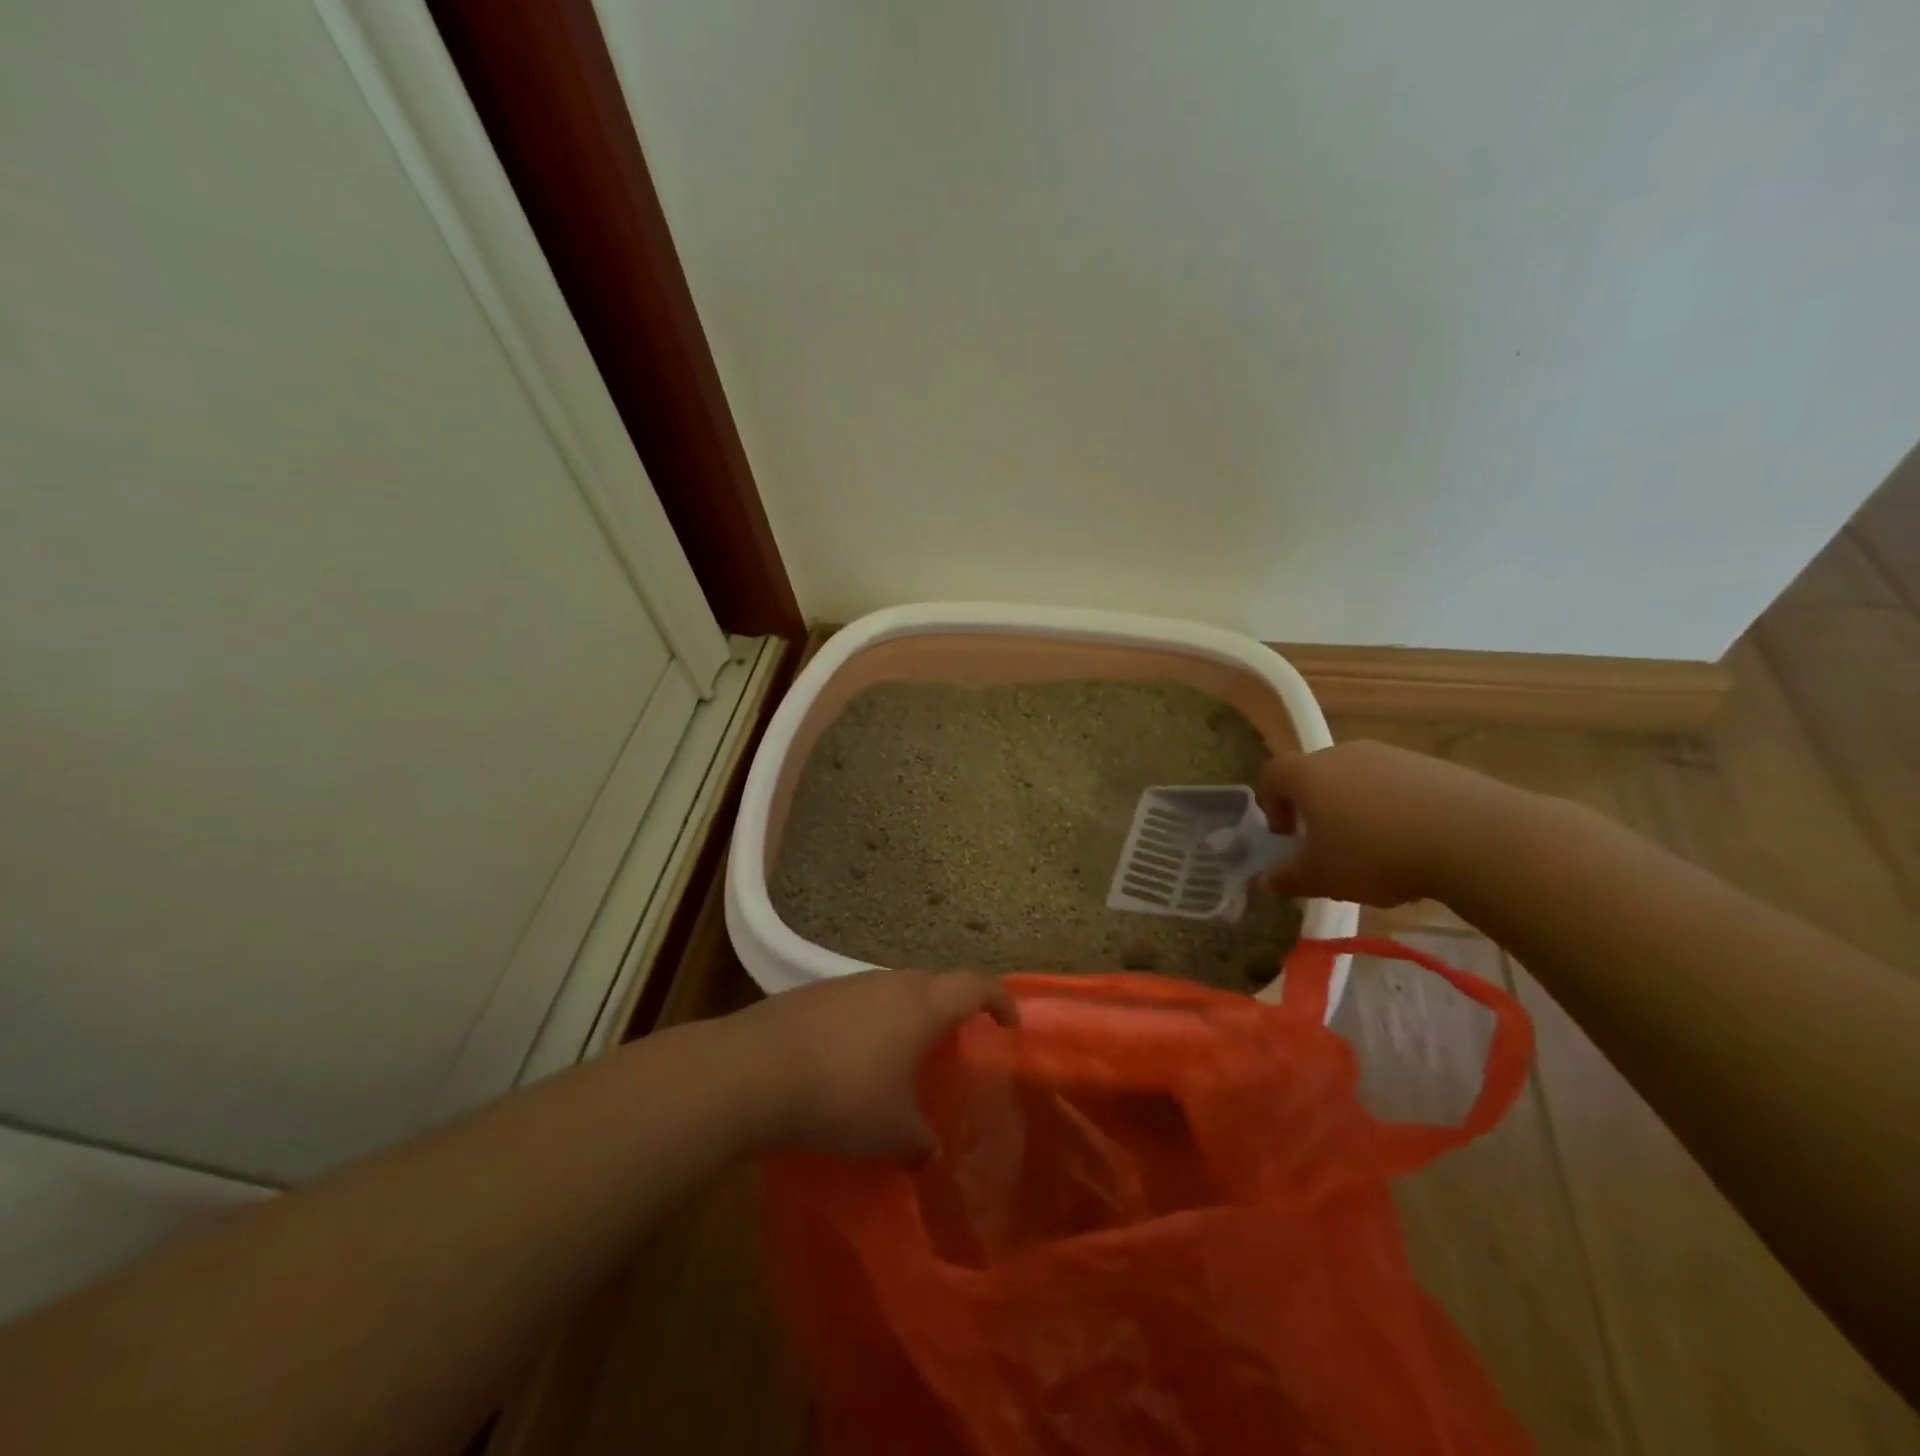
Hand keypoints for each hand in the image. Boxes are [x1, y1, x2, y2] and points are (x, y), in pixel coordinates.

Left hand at [735, 969, 1016, 1160]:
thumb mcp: (891, 1132)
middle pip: (934, 982)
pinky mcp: (813, 994)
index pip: (976, 985)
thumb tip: (928, 1153)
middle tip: (955, 1040)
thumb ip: (919, 1142)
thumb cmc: (842, 1095)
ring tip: (901, 1053)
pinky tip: (851, 1057)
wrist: (755, 1069)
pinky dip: (868, 1022)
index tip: (1010, 1023)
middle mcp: (890, 983)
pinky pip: (858, 1001)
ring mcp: (848, 983)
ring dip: (906, 1014)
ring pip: (893, 990)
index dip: (1000, 1000)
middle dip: (951, 1006)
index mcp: (922, 1005)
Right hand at [1258, 740, 1528, 906]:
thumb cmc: (1375, 854)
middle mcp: (1344, 754)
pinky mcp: (1433, 765)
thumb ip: (1287, 878)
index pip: (1271, 775)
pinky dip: (1395, 809)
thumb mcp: (1321, 878)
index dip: (1270, 804)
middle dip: (1314, 807)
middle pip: (1316, 774)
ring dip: (1356, 808)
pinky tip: (1414, 843)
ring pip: (1359, 779)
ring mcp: (1391, 755)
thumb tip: (1265, 880)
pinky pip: (1398, 785)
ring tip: (1375, 848)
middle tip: (1326, 844)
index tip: (1284, 836)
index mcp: (1308, 774)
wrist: (1474, 838)